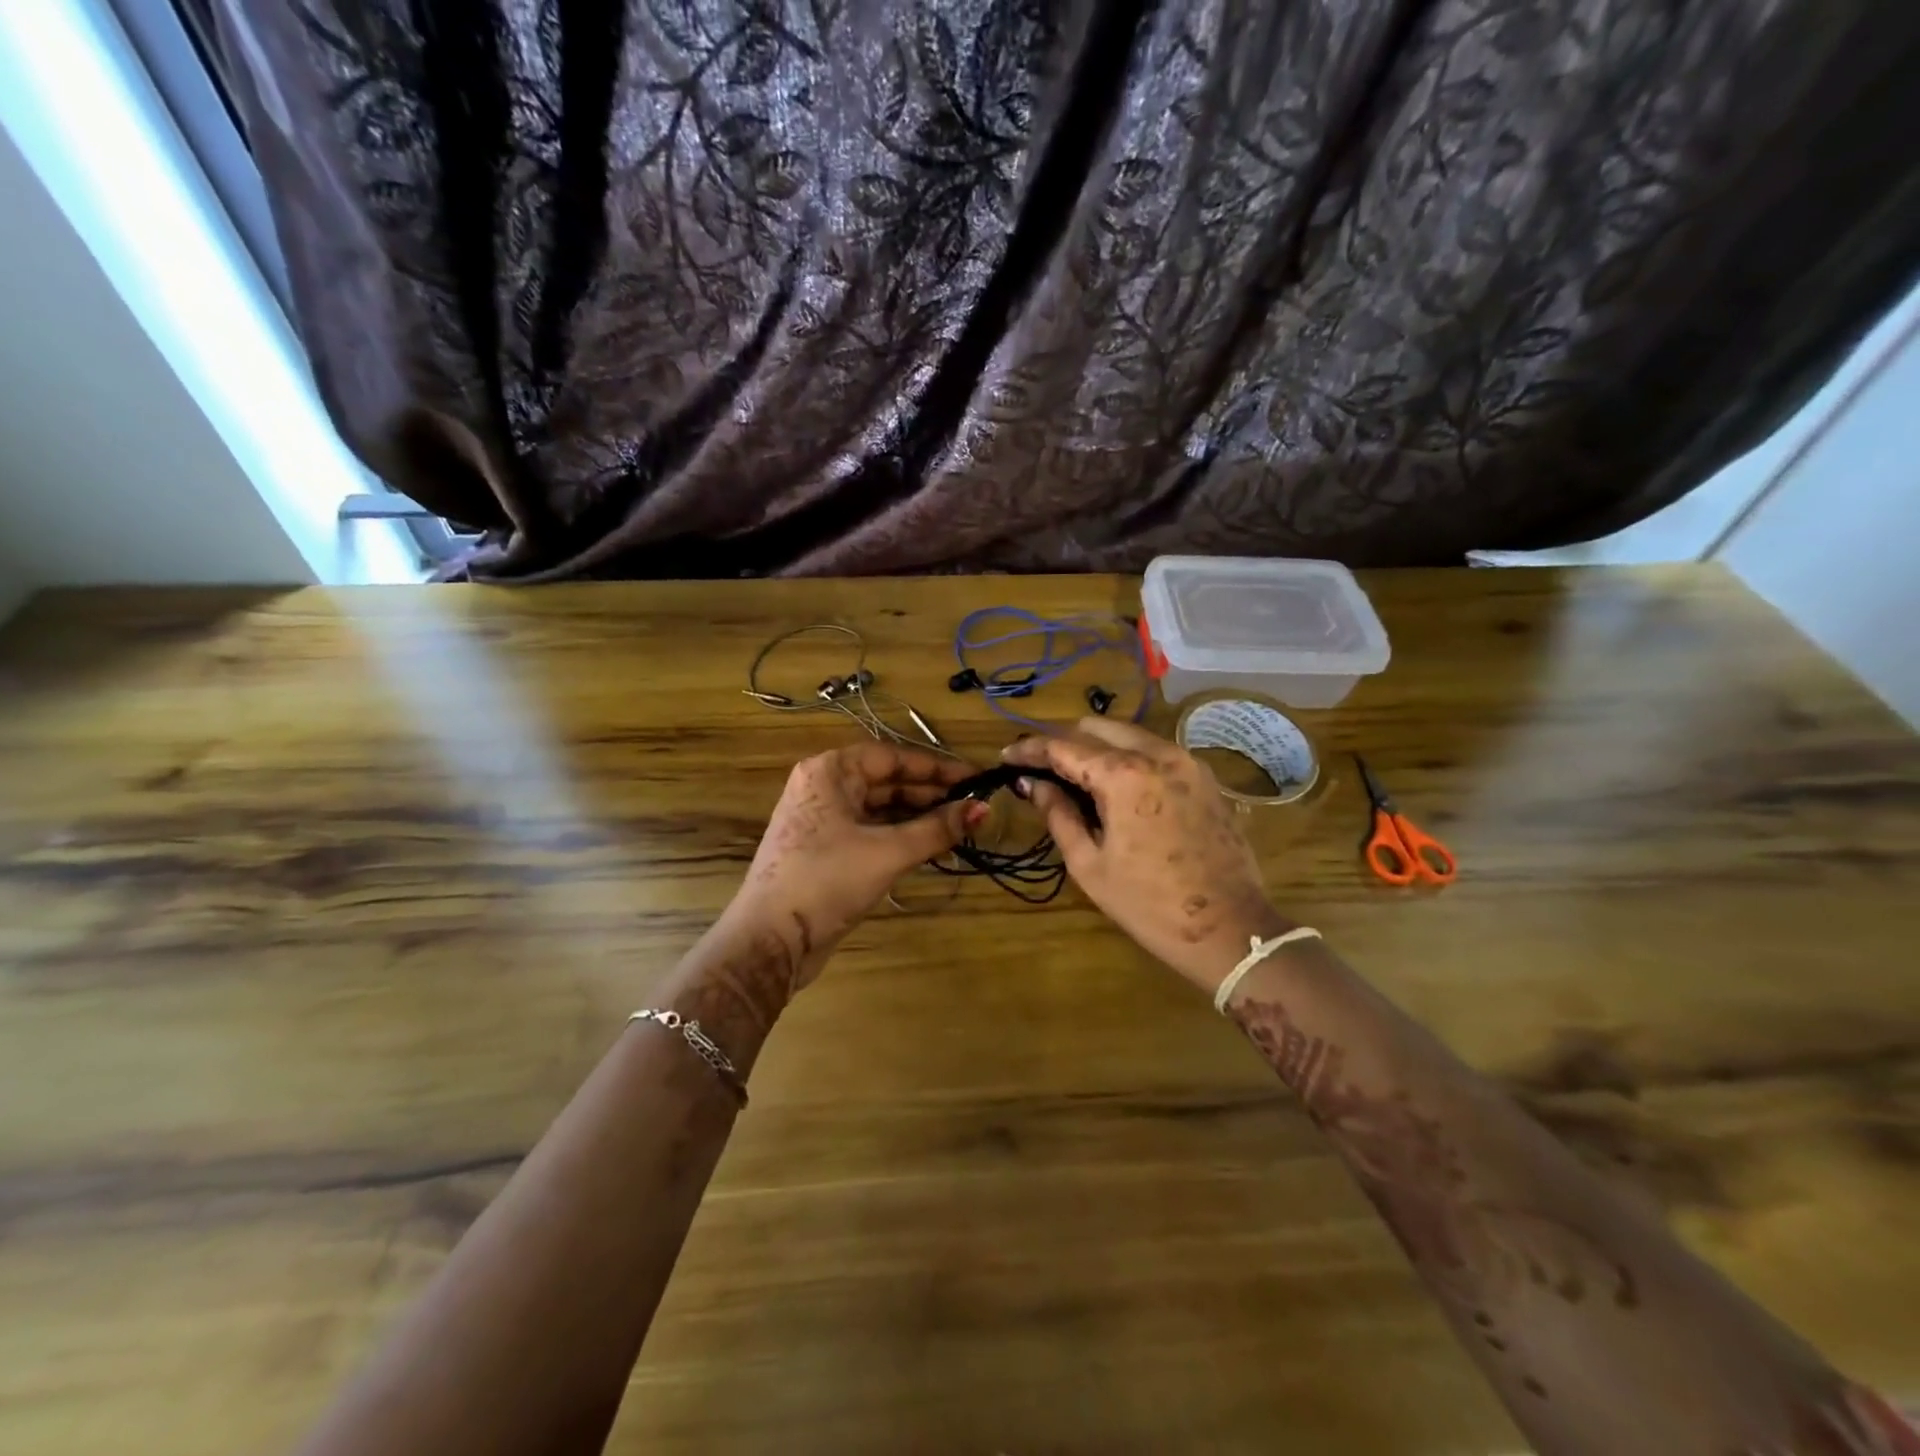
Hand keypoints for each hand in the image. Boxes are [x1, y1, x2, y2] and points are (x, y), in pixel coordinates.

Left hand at [731, 743, 984, 991]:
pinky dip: (900, 836)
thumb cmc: (827, 881)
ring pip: (880, 808)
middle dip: (930, 795)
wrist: (771, 940)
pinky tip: (930, 845)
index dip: (937, 768)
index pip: (893, 757)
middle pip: (887, 781)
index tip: (975, 779)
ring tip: (959, 827)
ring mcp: (823, 819)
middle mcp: (824, 787)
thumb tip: (983, 809)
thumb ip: (936, 829)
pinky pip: (871, 831)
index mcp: (830, 771)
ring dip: (918, 817)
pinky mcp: (826, 850)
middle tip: (973, 807)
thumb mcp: (887, 852)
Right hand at [1002, 719, 1283, 991]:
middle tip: (1039, 767)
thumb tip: (1035, 784)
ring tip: (1073, 775)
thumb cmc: (1149, 905)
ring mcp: (1186, 761)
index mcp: (1124, 775)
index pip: (1064, 746)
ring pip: (1128, 734)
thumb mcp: (1090, 865)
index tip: (1006, 757)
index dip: (1030, 749)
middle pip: (1095, 727)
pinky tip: (1113, 785)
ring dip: (1095, 746)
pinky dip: (1126, 756)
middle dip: (1062, 741)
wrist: (1231, 929)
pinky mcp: (1204, 776)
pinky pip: (1154, 750)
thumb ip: (1058, 815)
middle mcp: (1157, 754)